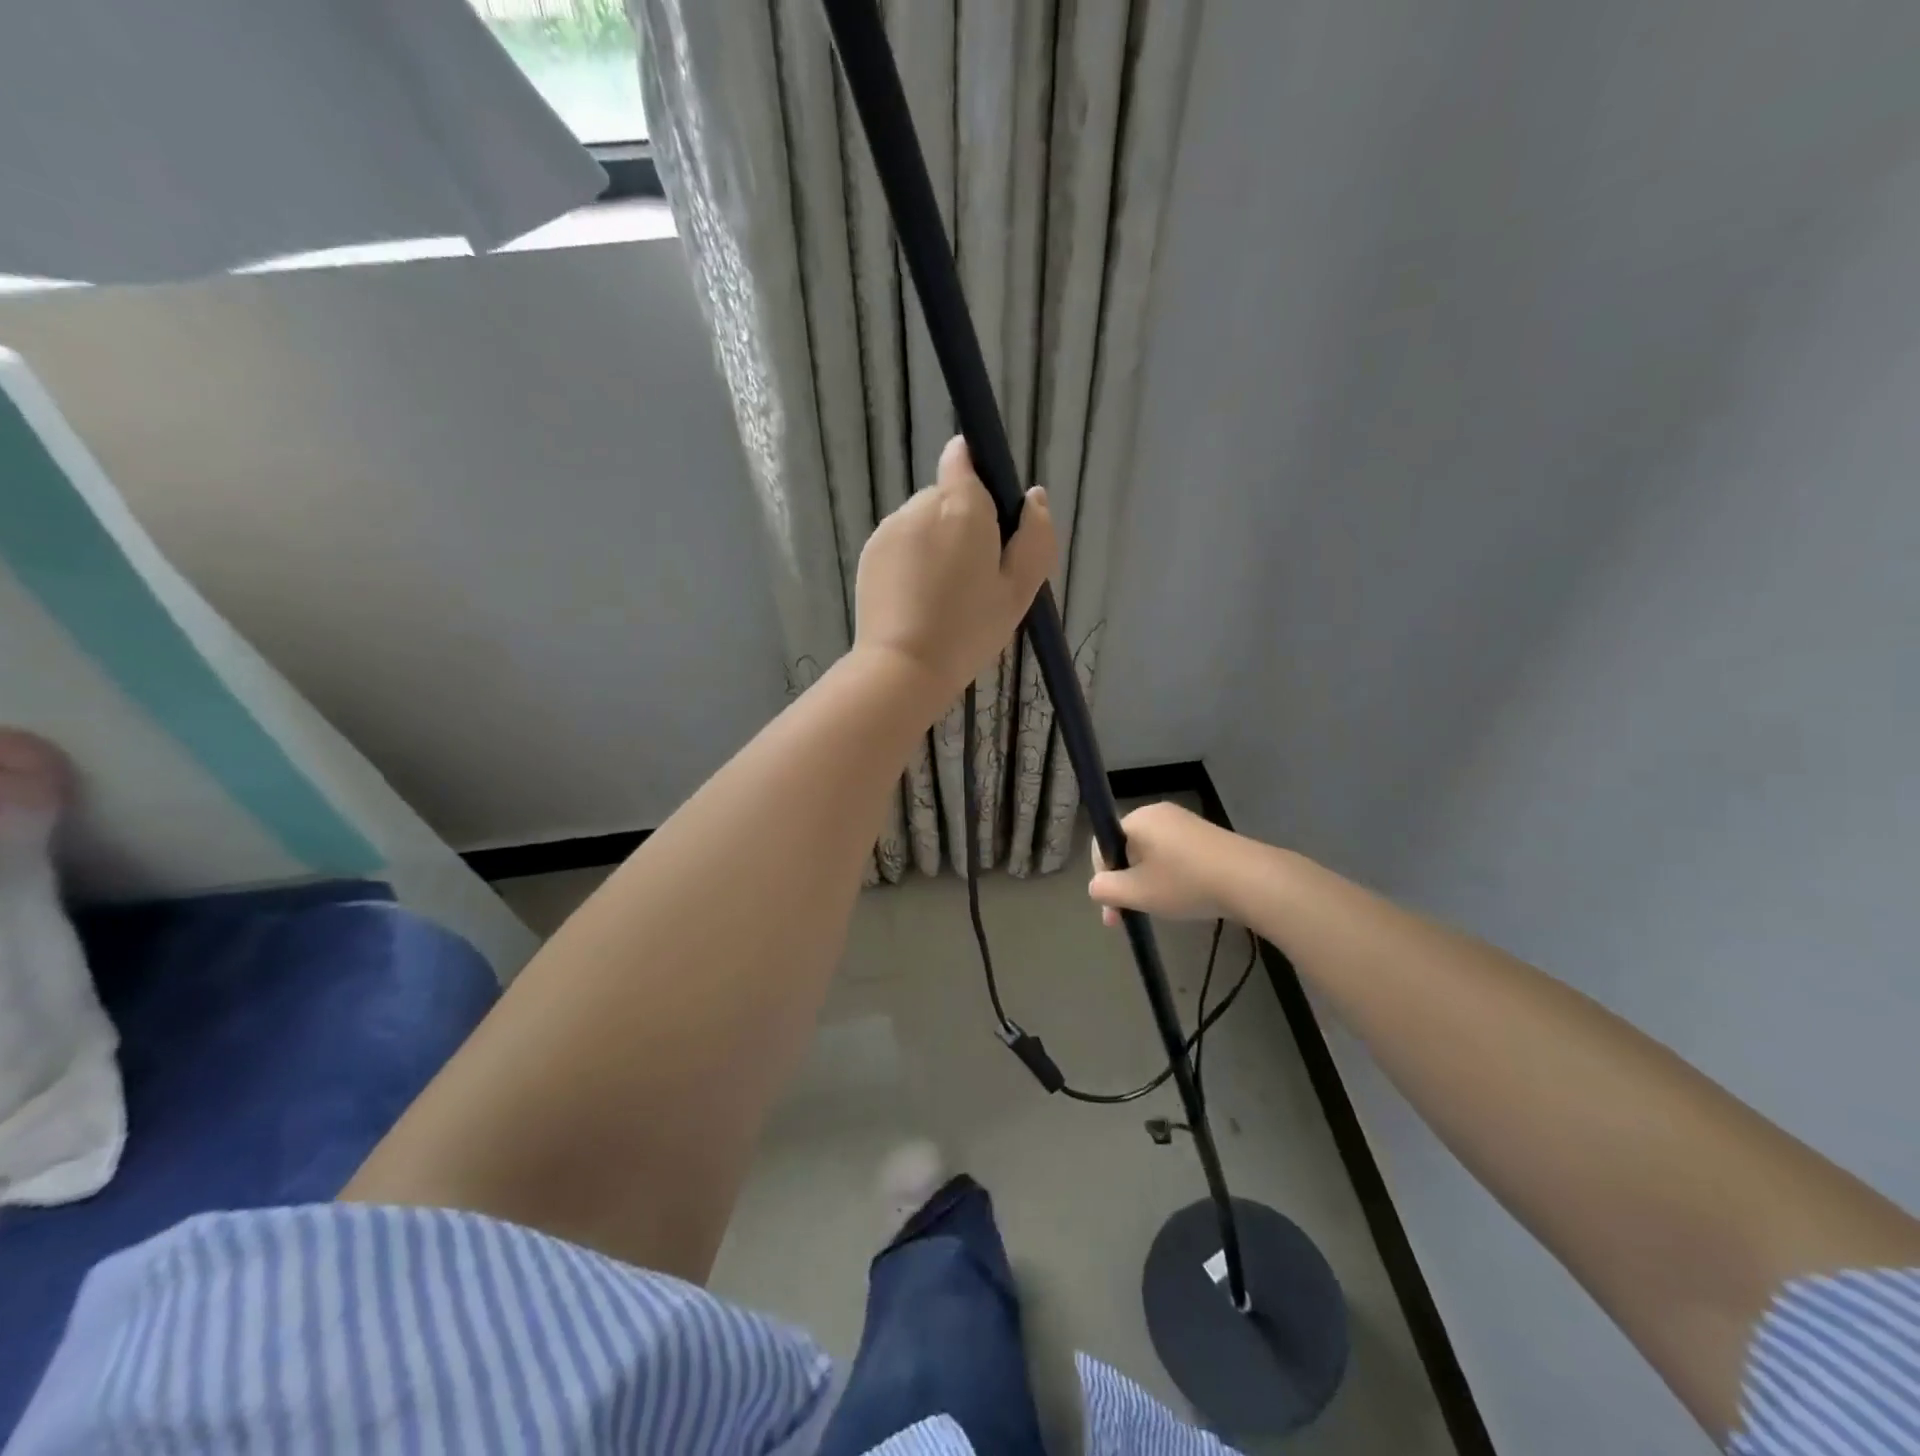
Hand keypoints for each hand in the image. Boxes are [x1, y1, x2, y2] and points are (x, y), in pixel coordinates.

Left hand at [854, 436, 1054, 703]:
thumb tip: (1034, 497)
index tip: (991, 516)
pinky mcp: (870, 552)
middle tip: (976, 577)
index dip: (979, 475)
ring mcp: (890, 528)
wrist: (904, 667)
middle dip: (963, 524)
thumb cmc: (969, 630)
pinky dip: (912, 561)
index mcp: (963, 506)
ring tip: (944, 595)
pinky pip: (901, 543)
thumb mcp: (1020, 590)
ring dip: (936, 544)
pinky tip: (919, 600)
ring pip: (923, 522)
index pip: (963, 457)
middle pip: (948, 497)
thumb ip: (1035, 537)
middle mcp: (921, 504)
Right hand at [1088, 801, 1245, 926]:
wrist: (1249, 880)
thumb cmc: (1185, 883)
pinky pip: (1174, 854)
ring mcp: (1185, 822)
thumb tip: (1097, 886)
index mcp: (1137, 819)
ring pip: (1151, 854)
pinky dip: (1171, 875)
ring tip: (1161, 908)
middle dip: (1126, 883)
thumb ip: (1105, 889)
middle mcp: (1158, 813)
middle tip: (1132, 915)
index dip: (1103, 879)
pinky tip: (1184, 896)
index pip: (1103, 846)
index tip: (1113, 912)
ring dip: (1148, 881)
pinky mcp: (1206, 835)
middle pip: (1127, 849)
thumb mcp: (1136, 893)